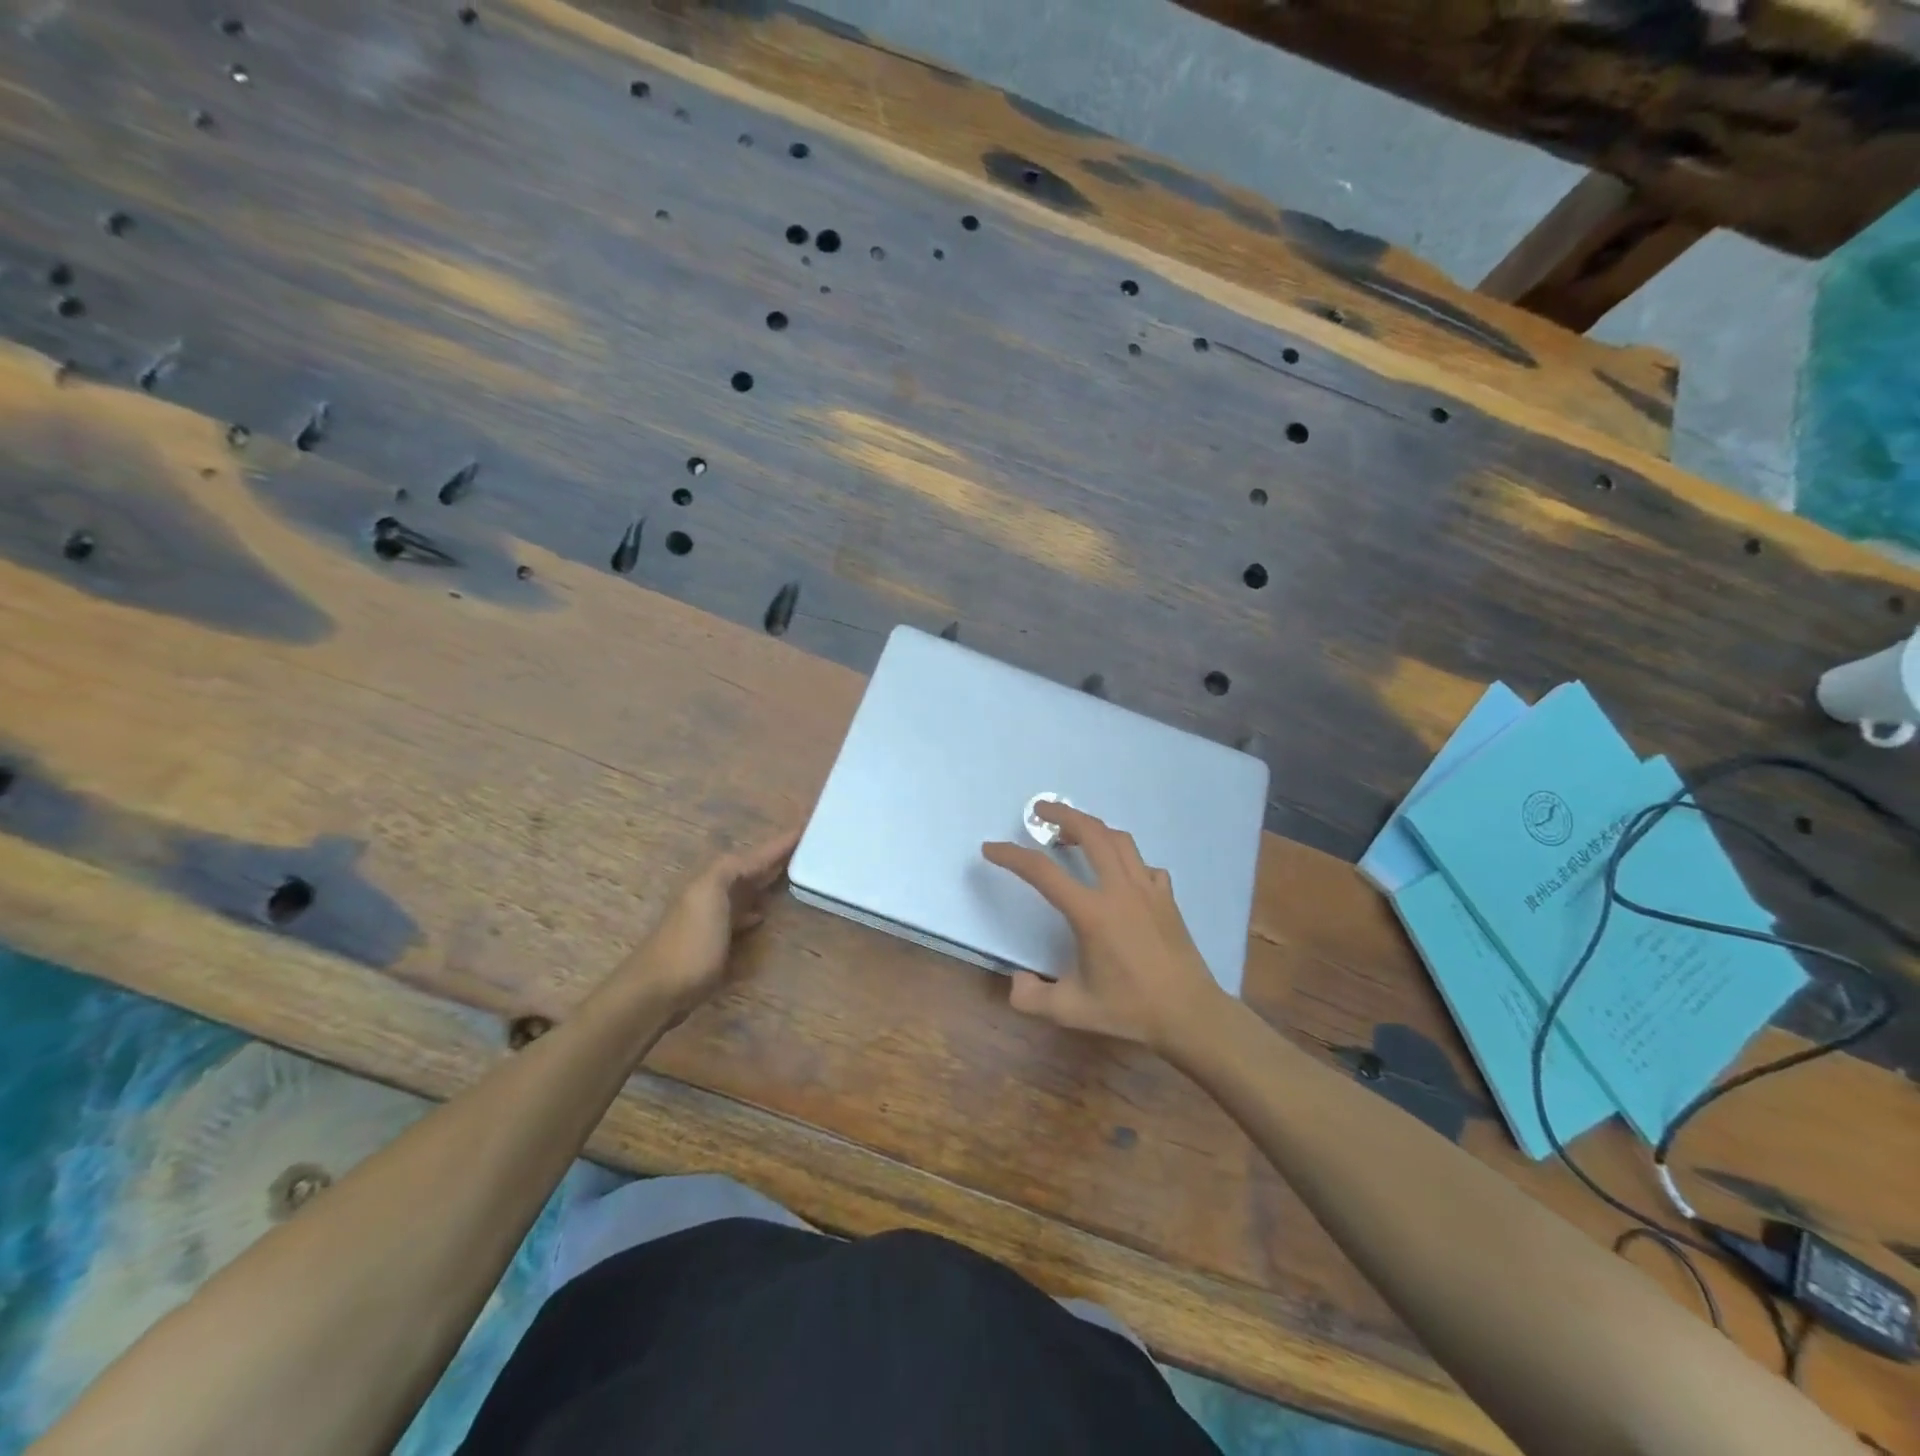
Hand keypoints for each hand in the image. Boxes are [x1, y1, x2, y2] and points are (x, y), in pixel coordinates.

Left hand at [624, 826, 800, 1017]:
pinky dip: (754, 908)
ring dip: (766, 881)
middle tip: (808, 847)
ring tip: (793, 875)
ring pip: (745, 890)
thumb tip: (757, 860)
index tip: (807, 828)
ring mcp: (711, 918)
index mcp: (714, 877)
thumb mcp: (710, 894)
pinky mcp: (713, 943)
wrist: (657, 991)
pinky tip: (763, 914)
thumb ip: (730, 870)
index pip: (754, 854)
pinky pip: (741, 915)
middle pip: (749, 868)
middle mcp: (712, 892)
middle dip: (774, 857)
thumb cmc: (690, 942)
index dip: (779, 843)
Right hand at [981, 803, 1224, 1049]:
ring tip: (1074, 832)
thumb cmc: (1130, 1010)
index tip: (991, 848)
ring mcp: (1148, 889)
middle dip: (1062, 814)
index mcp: (1091, 912)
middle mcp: (1119, 890)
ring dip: (1093, 828)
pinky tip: (1119, 873)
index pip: (1042, 872)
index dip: (1012, 856)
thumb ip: (1033, 998)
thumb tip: (1015, 982)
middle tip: (1040, 810)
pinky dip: (1126, 859)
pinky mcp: (1166, 897)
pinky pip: (1144, 864)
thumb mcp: (1072, 1010)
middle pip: (1090, 833)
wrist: (1190, 1014)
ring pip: (1119, 840)